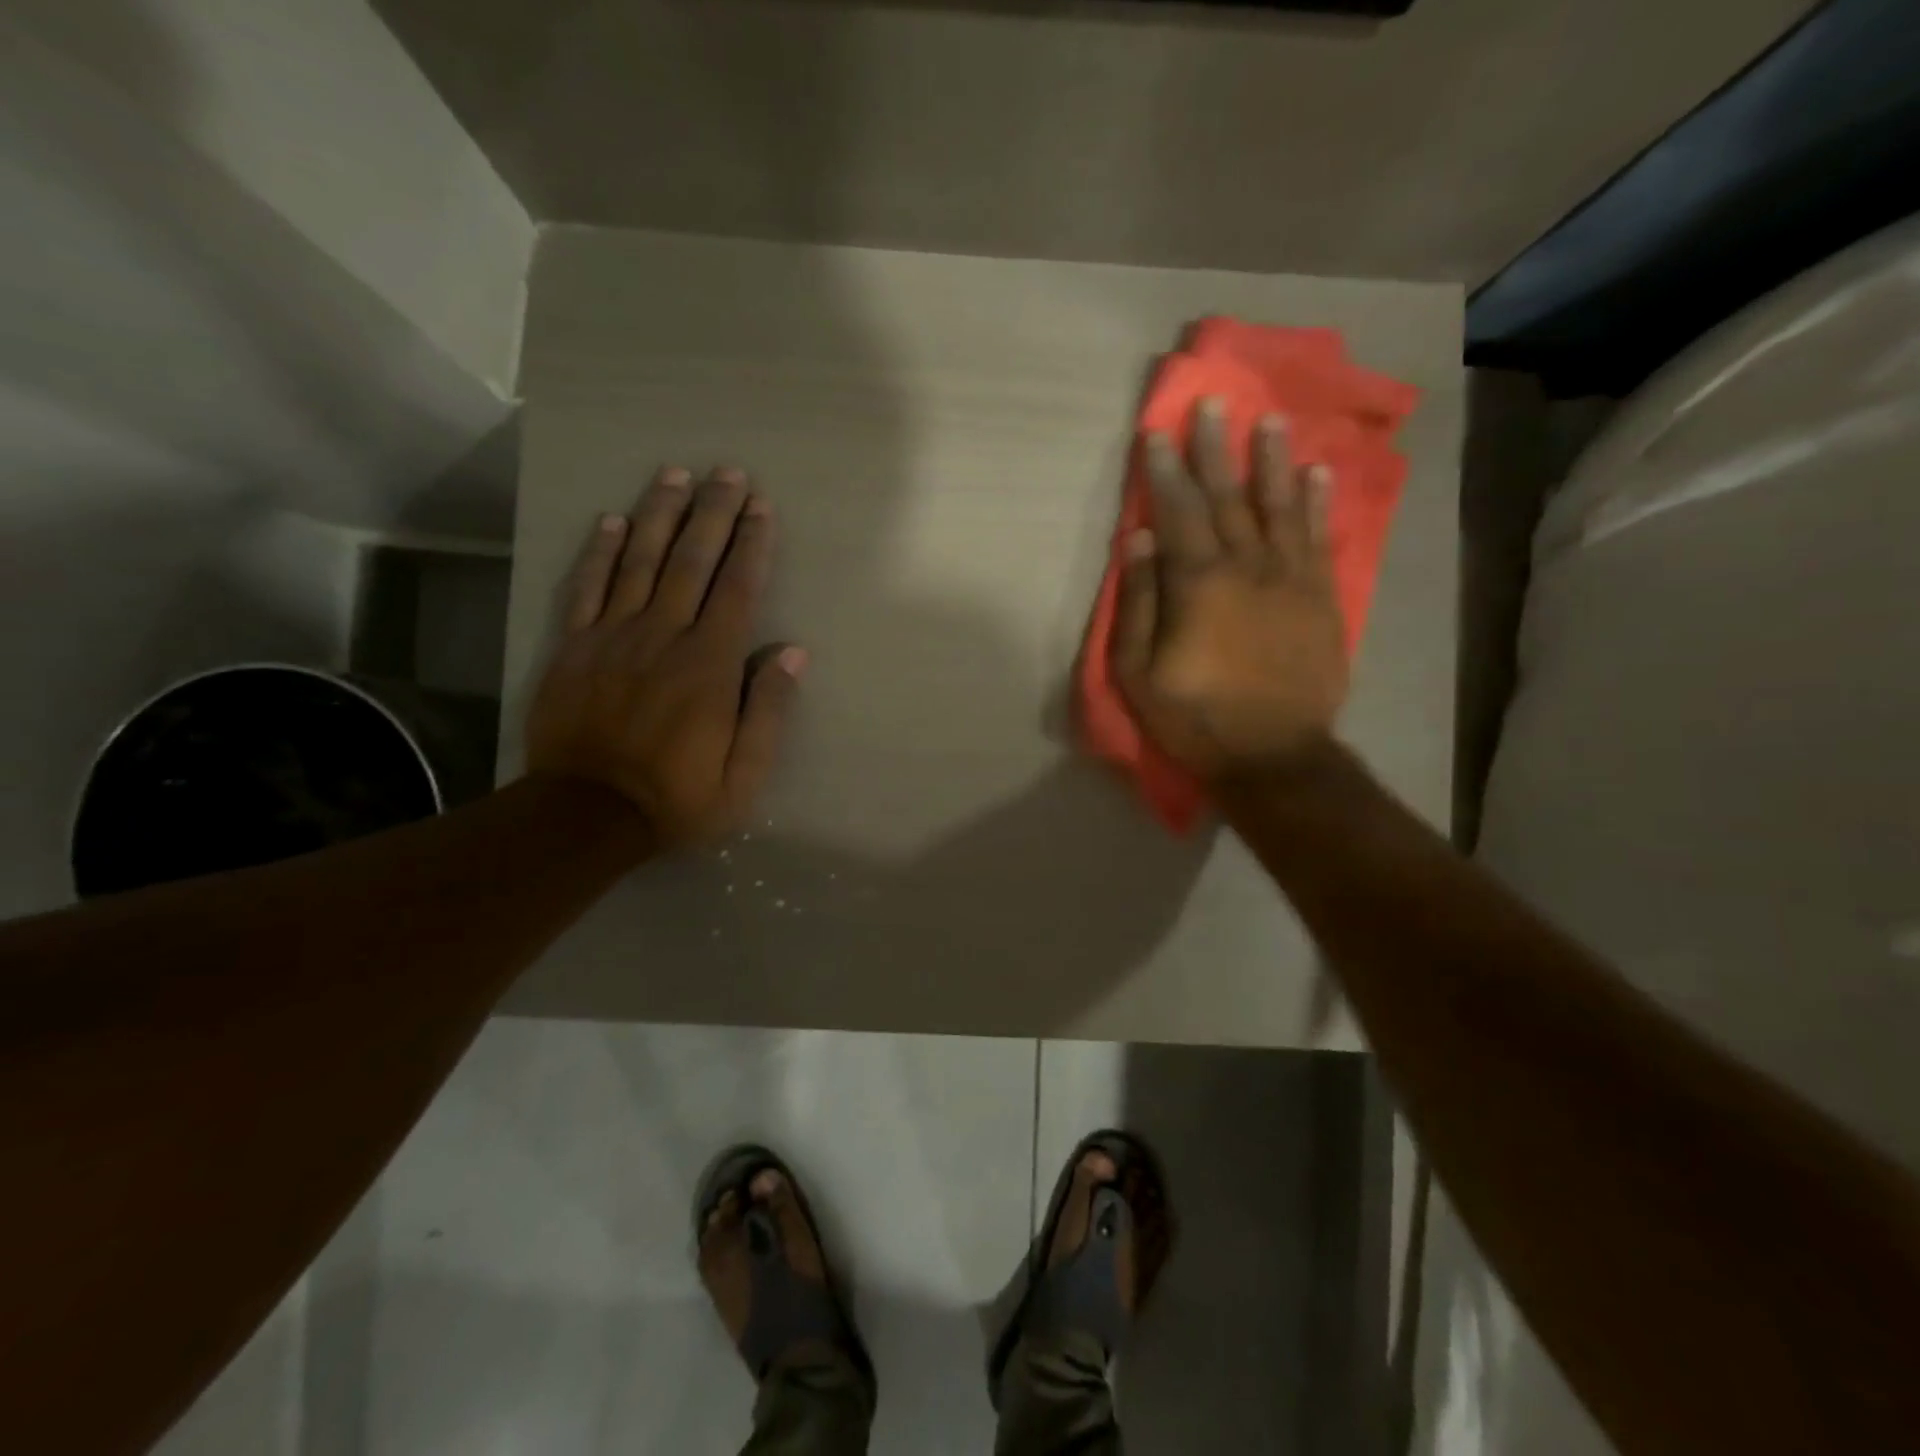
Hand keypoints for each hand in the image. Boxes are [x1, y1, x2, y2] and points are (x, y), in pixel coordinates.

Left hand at [525, 466, 804, 848]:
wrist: (585, 816)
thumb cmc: (677, 798)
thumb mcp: (743, 774)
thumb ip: (768, 710)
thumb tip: (792, 653)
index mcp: (708, 664)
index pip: (737, 588)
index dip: (752, 543)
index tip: (762, 506)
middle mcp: (662, 636)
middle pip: (691, 561)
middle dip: (713, 512)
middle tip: (727, 472)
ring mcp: (612, 636)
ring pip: (638, 561)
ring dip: (659, 514)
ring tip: (675, 475)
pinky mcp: (572, 647)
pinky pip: (586, 588)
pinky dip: (598, 551)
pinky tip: (610, 520)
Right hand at [1112, 399, 1348, 782]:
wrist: (1274, 756)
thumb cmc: (1194, 718)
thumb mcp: (1138, 672)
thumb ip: (1139, 602)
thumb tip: (1138, 539)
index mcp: (1198, 584)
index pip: (1178, 513)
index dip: (1165, 471)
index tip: (1158, 433)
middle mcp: (1247, 567)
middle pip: (1228, 498)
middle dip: (1216, 450)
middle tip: (1214, 404)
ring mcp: (1291, 580)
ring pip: (1279, 507)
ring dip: (1271, 462)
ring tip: (1269, 421)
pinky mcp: (1321, 598)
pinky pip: (1320, 539)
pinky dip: (1318, 503)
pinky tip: (1317, 472)